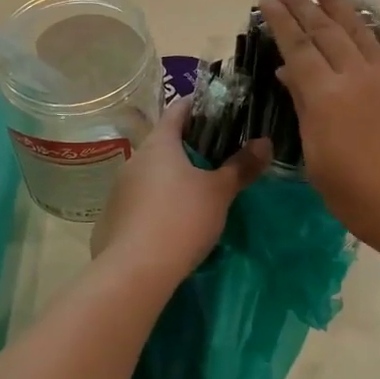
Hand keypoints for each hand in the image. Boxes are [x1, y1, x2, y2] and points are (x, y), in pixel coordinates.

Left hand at [92, 97, 269, 281]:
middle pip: (164, 142)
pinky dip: (158, 202)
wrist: (134, 272)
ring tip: (199, 190)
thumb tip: (265, 142)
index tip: (219, 110)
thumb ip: (241, 166)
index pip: (178, 110)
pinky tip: (174, 220)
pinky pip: (141, 200)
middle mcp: (135, 159)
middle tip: (219, 155)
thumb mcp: (219, 192)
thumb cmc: (181, 219)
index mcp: (159, 144)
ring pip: (152, 173)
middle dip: (190, 146)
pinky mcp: (114, 218)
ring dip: (173, 176)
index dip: (198, 106)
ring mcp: (120, 189)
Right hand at [259, 0, 379, 262]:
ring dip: (338, 0)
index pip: (296, 48)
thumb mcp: (318, 162)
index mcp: (324, 97)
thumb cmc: (361, 198)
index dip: (280, 21)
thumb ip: (304, 111)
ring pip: (359, 27)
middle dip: (303, 2)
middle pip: (324, 30)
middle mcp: (355, 75)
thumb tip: (288, 74)